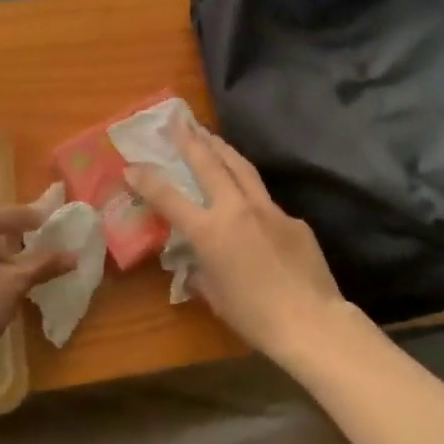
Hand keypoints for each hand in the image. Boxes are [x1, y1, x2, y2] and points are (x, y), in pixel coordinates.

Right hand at [126, 124, 350, 363]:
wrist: (311, 322)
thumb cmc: (254, 317)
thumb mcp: (215, 296)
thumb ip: (201, 272)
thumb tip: (196, 264)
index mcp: (210, 231)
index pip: (169, 198)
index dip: (147, 180)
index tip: (132, 165)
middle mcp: (237, 209)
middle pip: (210, 163)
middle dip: (191, 140)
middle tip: (179, 121)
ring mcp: (268, 209)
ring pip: (242, 168)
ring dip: (222, 149)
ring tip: (210, 135)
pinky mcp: (293, 219)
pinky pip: (266, 201)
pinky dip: (251, 193)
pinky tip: (249, 201)